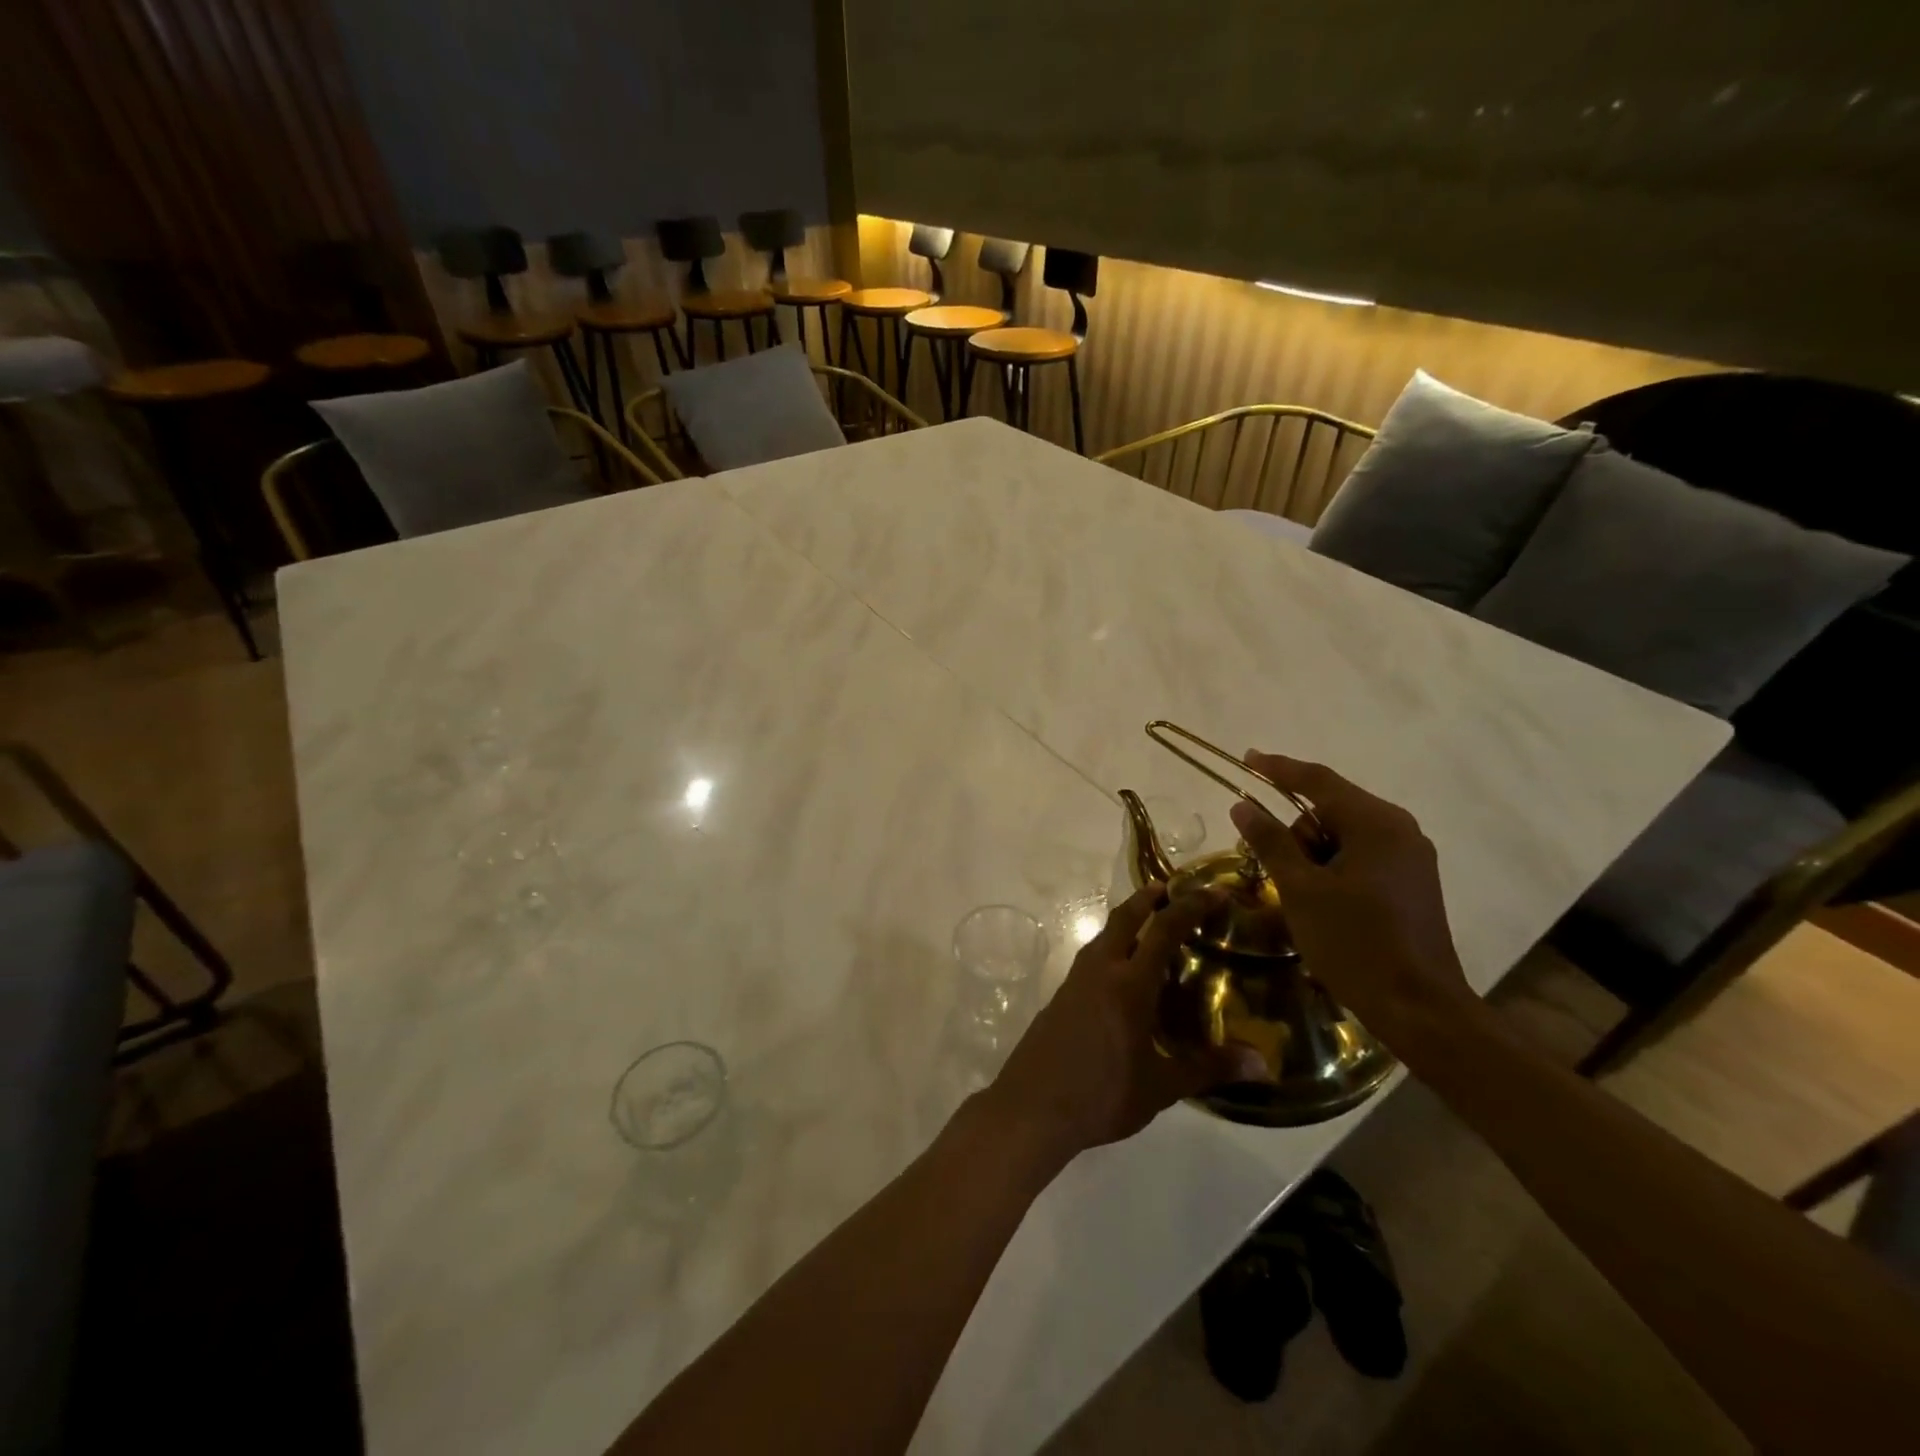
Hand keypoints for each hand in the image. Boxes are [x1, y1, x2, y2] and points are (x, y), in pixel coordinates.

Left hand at [981, 883, 1264, 1163]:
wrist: (1032, 1106)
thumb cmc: (1102, 1094)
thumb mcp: (1161, 1086)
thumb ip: (1209, 1068)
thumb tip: (1261, 1063)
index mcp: (1129, 983)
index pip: (1164, 930)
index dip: (1190, 906)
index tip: (1213, 892)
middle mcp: (1101, 970)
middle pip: (1125, 918)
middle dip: (1148, 898)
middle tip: (1172, 889)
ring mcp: (1075, 980)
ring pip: (1104, 935)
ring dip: (1127, 921)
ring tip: (1150, 927)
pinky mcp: (1061, 995)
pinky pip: (1092, 957)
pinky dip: (1112, 947)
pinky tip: (1122, 973)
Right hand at [1229, 753, 1476, 1046]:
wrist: (1420, 1008)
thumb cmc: (1354, 942)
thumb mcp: (1300, 890)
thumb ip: (1270, 841)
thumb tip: (1242, 805)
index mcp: (1376, 823)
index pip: (1318, 781)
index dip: (1279, 768)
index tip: (1247, 758)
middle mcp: (1400, 830)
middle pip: (1332, 808)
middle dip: (1297, 830)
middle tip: (1274, 868)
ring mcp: (1411, 857)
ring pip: (1345, 835)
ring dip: (1314, 854)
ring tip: (1302, 896)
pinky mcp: (1413, 883)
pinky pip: (1362, 856)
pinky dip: (1334, 867)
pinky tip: (1323, 901)